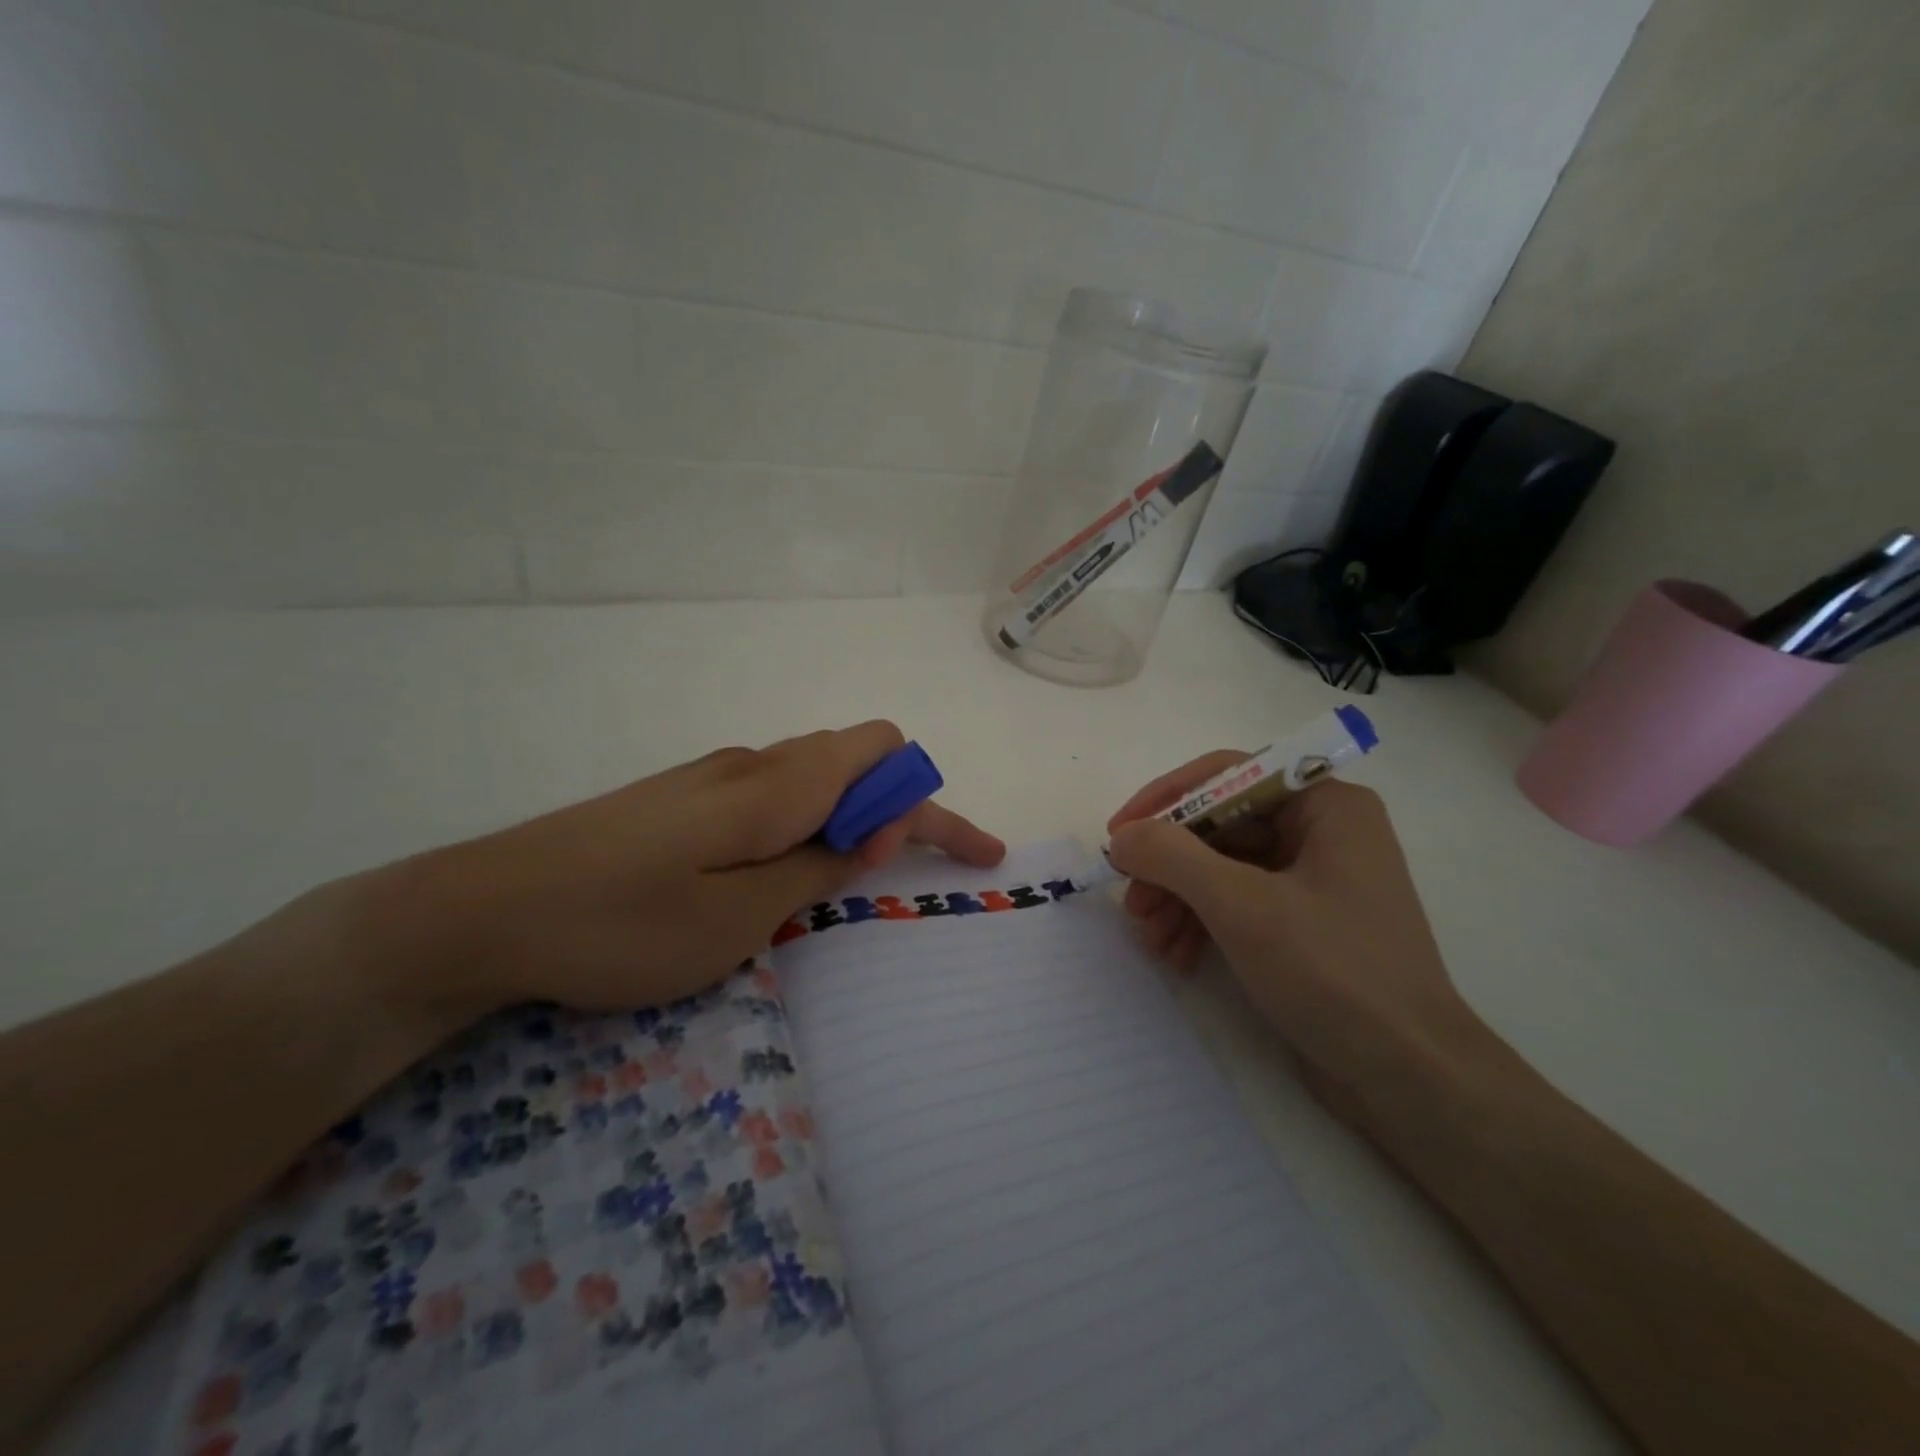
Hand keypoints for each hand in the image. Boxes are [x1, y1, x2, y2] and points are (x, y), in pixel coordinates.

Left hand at [369, 721, 1004, 1021]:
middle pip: (856, 758)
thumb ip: (815, 870)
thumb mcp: (737, 918)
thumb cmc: (620, 925)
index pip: (885, 760)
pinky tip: (775, 871)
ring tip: (838, 878)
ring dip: (848, 817)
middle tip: (891, 872)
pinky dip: (805, 824)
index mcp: (776, 785)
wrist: (481, 910)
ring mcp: (713, 776)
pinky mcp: (684, 797)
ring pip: (814, 776)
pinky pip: (774, 793)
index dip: (930, 804)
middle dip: (897, 808)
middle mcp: (752, 764)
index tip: (951, 859)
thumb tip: (870, 837)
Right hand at [1106, 757, 1475, 1108]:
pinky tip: (1178, 955)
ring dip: (1178, 898)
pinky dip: (1202, 923)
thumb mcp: (1242, 907)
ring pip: (1222, 867)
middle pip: (1219, 825)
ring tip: (1150, 939)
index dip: (1165, 799)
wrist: (1409, 1078)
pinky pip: (1237, 902)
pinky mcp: (1303, 923)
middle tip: (1131, 901)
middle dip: (1169, 865)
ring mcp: (1313, 879)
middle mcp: (1321, 832)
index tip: (1119, 834)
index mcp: (1325, 806)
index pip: (1227, 775)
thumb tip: (1122, 835)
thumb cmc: (1333, 973)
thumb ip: (1173, 857)